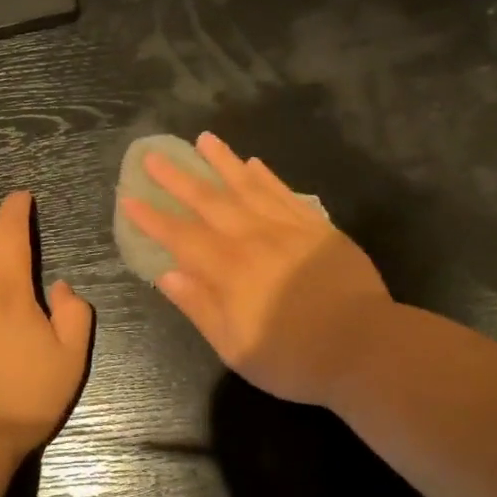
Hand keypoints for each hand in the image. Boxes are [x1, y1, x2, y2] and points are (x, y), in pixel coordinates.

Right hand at [120, 133, 392, 408]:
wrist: (366, 347)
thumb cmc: (294, 357)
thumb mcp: (236, 347)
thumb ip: (201, 307)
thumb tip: (168, 274)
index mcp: (228, 270)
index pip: (181, 236)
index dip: (153, 218)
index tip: (130, 198)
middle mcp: (252, 239)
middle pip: (208, 202)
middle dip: (178, 178)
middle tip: (154, 155)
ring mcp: (287, 229)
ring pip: (247, 187)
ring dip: (222, 162)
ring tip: (203, 139)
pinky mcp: (317, 228)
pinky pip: (285, 194)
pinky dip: (267, 177)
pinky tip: (254, 164)